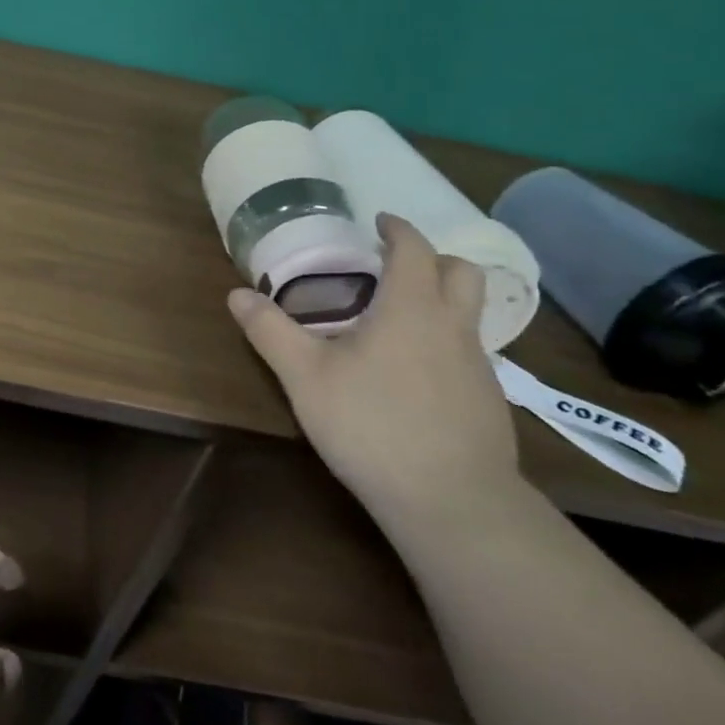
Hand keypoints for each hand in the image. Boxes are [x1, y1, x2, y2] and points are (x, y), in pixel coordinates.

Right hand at [227, 213, 525, 537]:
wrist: (452, 503)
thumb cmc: (372, 425)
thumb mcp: (305, 377)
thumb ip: (270, 331)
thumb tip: (237, 293)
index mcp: (412, 307)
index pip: (415, 248)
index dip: (398, 229)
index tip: (380, 221)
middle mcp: (453, 327)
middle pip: (462, 272)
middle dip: (433, 258)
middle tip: (396, 266)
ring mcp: (479, 366)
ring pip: (470, 313)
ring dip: (442, 300)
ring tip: (399, 320)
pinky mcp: (488, 402)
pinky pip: (469, 352)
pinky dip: (445, 342)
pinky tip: (414, 375)